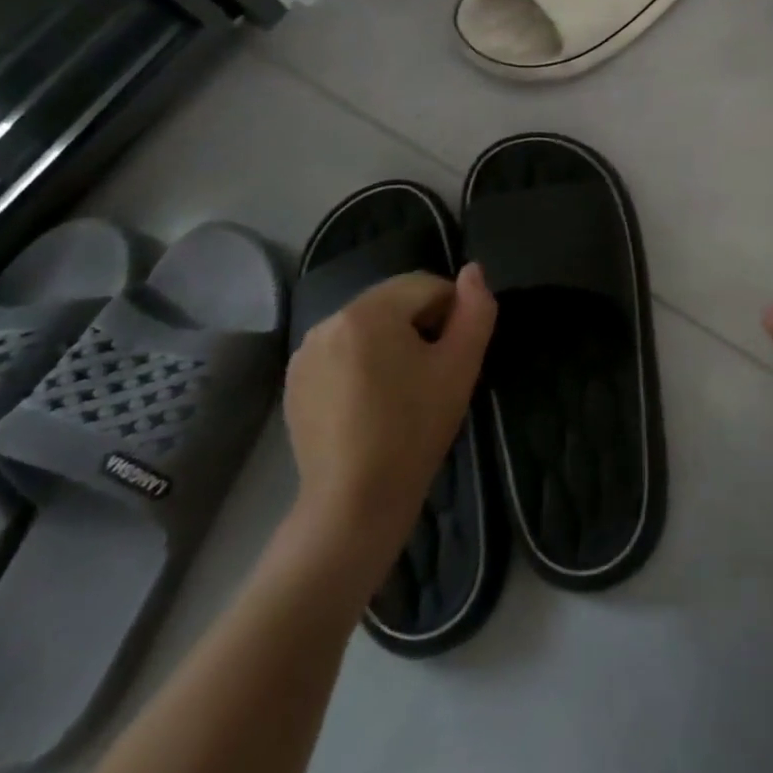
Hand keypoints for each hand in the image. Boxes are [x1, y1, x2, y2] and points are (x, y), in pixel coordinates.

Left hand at [282, 265, 496, 564]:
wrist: (355, 502)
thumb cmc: (415, 430)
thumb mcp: (460, 366)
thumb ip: (476, 310)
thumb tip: (473, 270)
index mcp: (369, 312)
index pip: (426, 285)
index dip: (452, 311)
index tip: (456, 353)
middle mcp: (329, 320)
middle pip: (393, 302)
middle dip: (419, 324)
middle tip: (433, 372)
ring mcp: (305, 351)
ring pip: (367, 326)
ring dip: (390, 341)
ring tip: (403, 388)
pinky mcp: (295, 380)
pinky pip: (341, 351)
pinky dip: (362, 362)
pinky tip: (371, 402)